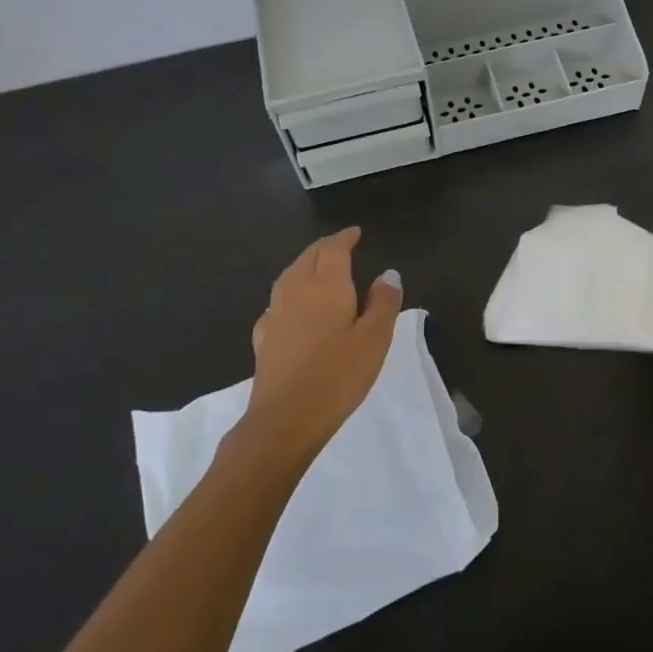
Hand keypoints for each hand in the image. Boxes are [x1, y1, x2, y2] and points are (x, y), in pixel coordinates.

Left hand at [240, 228, 402, 462]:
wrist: (285, 419)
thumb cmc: (338, 376)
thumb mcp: (375, 339)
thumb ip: (383, 303)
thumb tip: (388, 273)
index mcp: (326, 286)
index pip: (333, 250)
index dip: (344, 238)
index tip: (355, 232)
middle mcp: (296, 291)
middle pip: (308, 258)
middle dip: (324, 247)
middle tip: (340, 245)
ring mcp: (275, 314)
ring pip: (289, 276)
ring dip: (304, 265)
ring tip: (317, 268)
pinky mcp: (264, 338)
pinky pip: (277, 302)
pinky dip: (289, 293)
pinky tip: (293, 307)